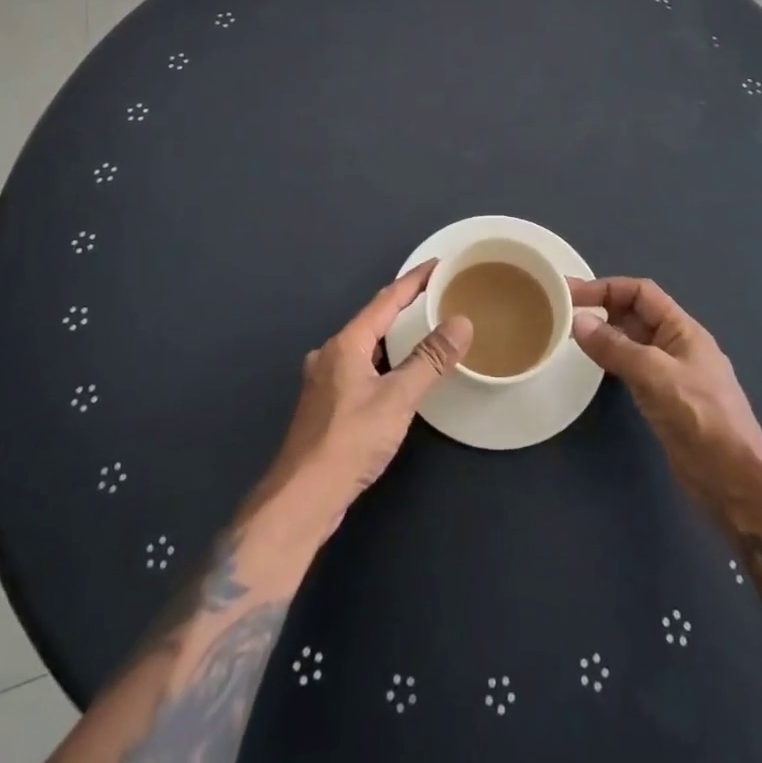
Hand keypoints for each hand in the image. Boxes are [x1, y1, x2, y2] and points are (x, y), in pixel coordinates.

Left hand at [257, 260, 470, 528]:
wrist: (301, 498)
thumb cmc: (349, 441)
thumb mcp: (398, 399)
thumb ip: (429, 360)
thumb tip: (461, 322)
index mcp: (347, 343)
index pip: (386, 299)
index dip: (414, 280)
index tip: (438, 264)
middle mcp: (331, 354)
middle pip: (373, 319)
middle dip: (404, 305)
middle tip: (436, 296)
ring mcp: (324, 380)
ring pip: (365, 346)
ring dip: (392, 335)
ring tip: (422, 329)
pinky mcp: (325, 406)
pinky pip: (360, 367)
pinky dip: (382, 360)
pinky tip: (395, 374)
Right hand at [569, 277, 761, 506]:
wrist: (735, 483)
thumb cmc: (701, 420)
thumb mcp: (656, 376)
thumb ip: (616, 347)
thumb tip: (578, 321)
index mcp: (683, 330)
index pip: (641, 292)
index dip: (606, 287)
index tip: (571, 294)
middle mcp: (678, 346)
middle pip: (636, 314)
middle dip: (603, 308)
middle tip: (563, 313)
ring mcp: (672, 374)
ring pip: (634, 342)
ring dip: (606, 334)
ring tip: (571, 336)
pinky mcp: (666, 400)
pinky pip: (634, 368)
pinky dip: (613, 360)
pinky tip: (595, 367)